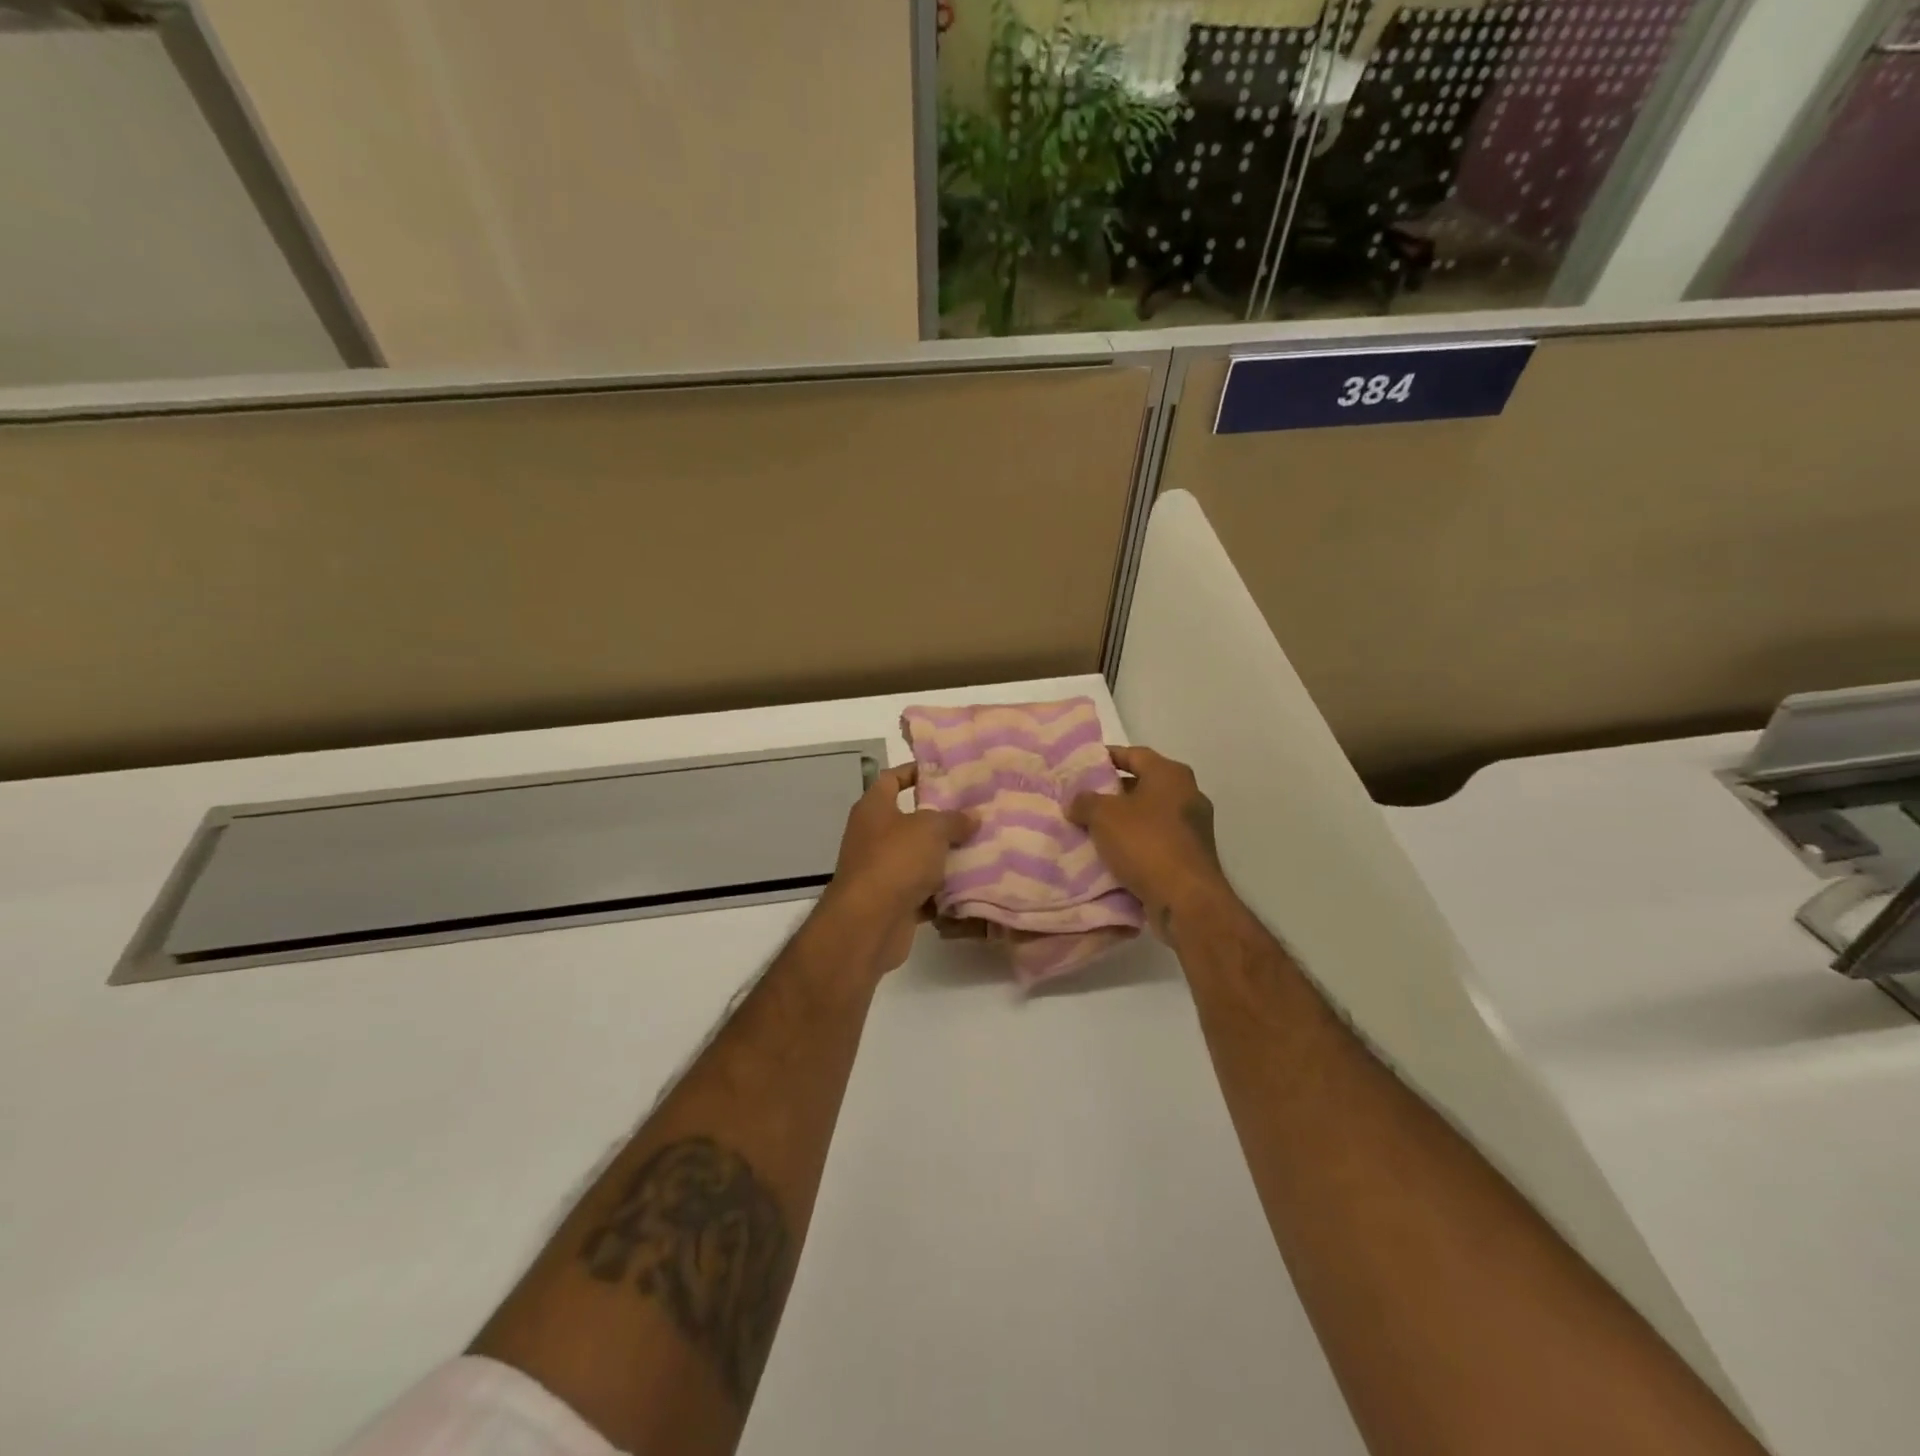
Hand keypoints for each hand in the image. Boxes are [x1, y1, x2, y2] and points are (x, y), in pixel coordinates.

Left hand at [819, 764, 974, 973]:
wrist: (869, 922)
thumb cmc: (895, 860)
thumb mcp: (930, 829)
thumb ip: (954, 819)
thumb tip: (972, 817)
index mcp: (874, 808)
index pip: (892, 778)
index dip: (915, 772)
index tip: (946, 773)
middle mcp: (873, 835)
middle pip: (909, 819)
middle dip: (940, 818)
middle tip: (975, 812)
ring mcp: (881, 870)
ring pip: (918, 856)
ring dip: (944, 856)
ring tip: (981, 846)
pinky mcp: (892, 900)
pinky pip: (922, 889)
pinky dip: (942, 890)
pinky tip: (971, 884)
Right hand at [1067, 745, 1231, 939]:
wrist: (1186, 899)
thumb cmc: (1146, 843)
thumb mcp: (1103, 815)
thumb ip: (1085, 801)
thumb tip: (1076, 801)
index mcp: (1171, 774)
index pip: (1134, 754)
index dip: (1107, 756)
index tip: (1083, 765)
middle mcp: (1187, 794)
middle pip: (1143, 784)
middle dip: (1112, 792)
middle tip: (1083, 799)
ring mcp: (1193, 827)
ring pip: (1149, 815)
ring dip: (1123, 821)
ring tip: (1091, 828)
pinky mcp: (1191, 856)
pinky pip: (1156, 841)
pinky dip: (1135, 844)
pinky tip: (1112, 854)